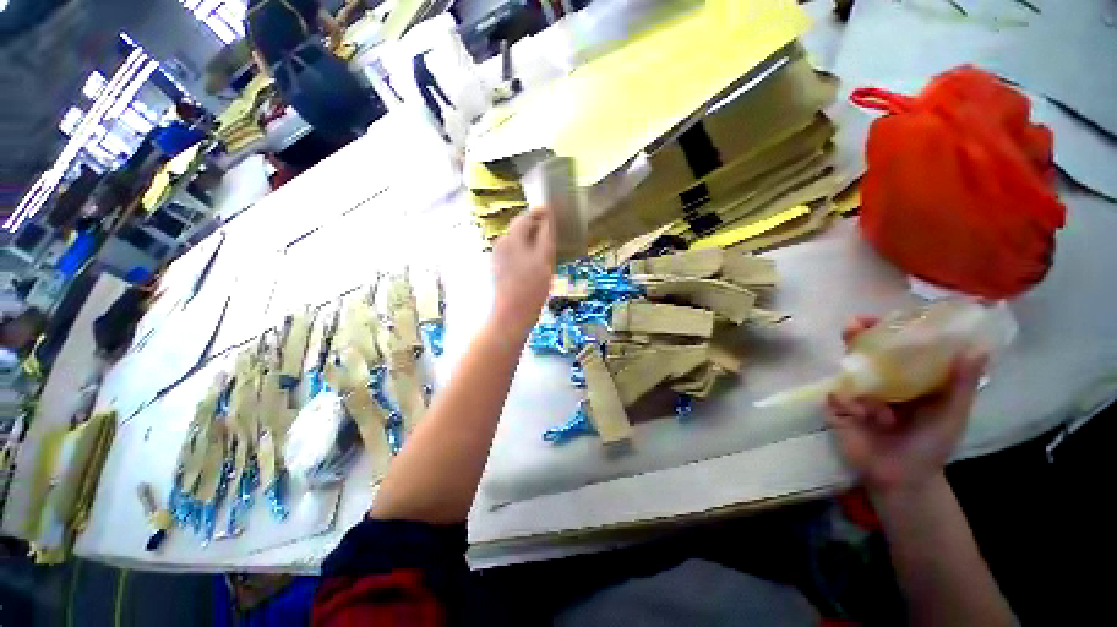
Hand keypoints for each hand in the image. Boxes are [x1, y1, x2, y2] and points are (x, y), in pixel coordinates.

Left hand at [491, 207, 555, 332]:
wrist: (512, 314)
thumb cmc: (531, 287)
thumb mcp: (544, 259)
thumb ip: (546, 235)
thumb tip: (547, 216)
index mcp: (511, 239)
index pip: (525, 217)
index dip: (540, 213)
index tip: (553, 211)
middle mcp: (502, 244)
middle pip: (520, 229)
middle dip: (536, 227)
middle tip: (552, 232)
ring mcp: (499, 258)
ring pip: (518, 242)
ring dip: (532, 240)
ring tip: (547, 249)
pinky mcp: (500, 269)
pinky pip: (515, 254)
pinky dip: (527, 252)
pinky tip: (536, 264)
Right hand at [826, 317, 986, 494]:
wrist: (903, 477)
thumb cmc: (931, 444)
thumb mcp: (952, 413)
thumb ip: (961, 384)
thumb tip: (977, 348)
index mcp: (906, 376)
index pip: (894, 344)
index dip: (887, 327)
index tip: (883, 315)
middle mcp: (878, 379)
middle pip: (862, 350)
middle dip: (855, 336)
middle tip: (853, 326)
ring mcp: (855, 392)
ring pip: (847, 372)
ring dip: (859, 380)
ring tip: (874, 406)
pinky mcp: (837, 408)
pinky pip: (836, 396)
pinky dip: (850, 403)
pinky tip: (865, 418)